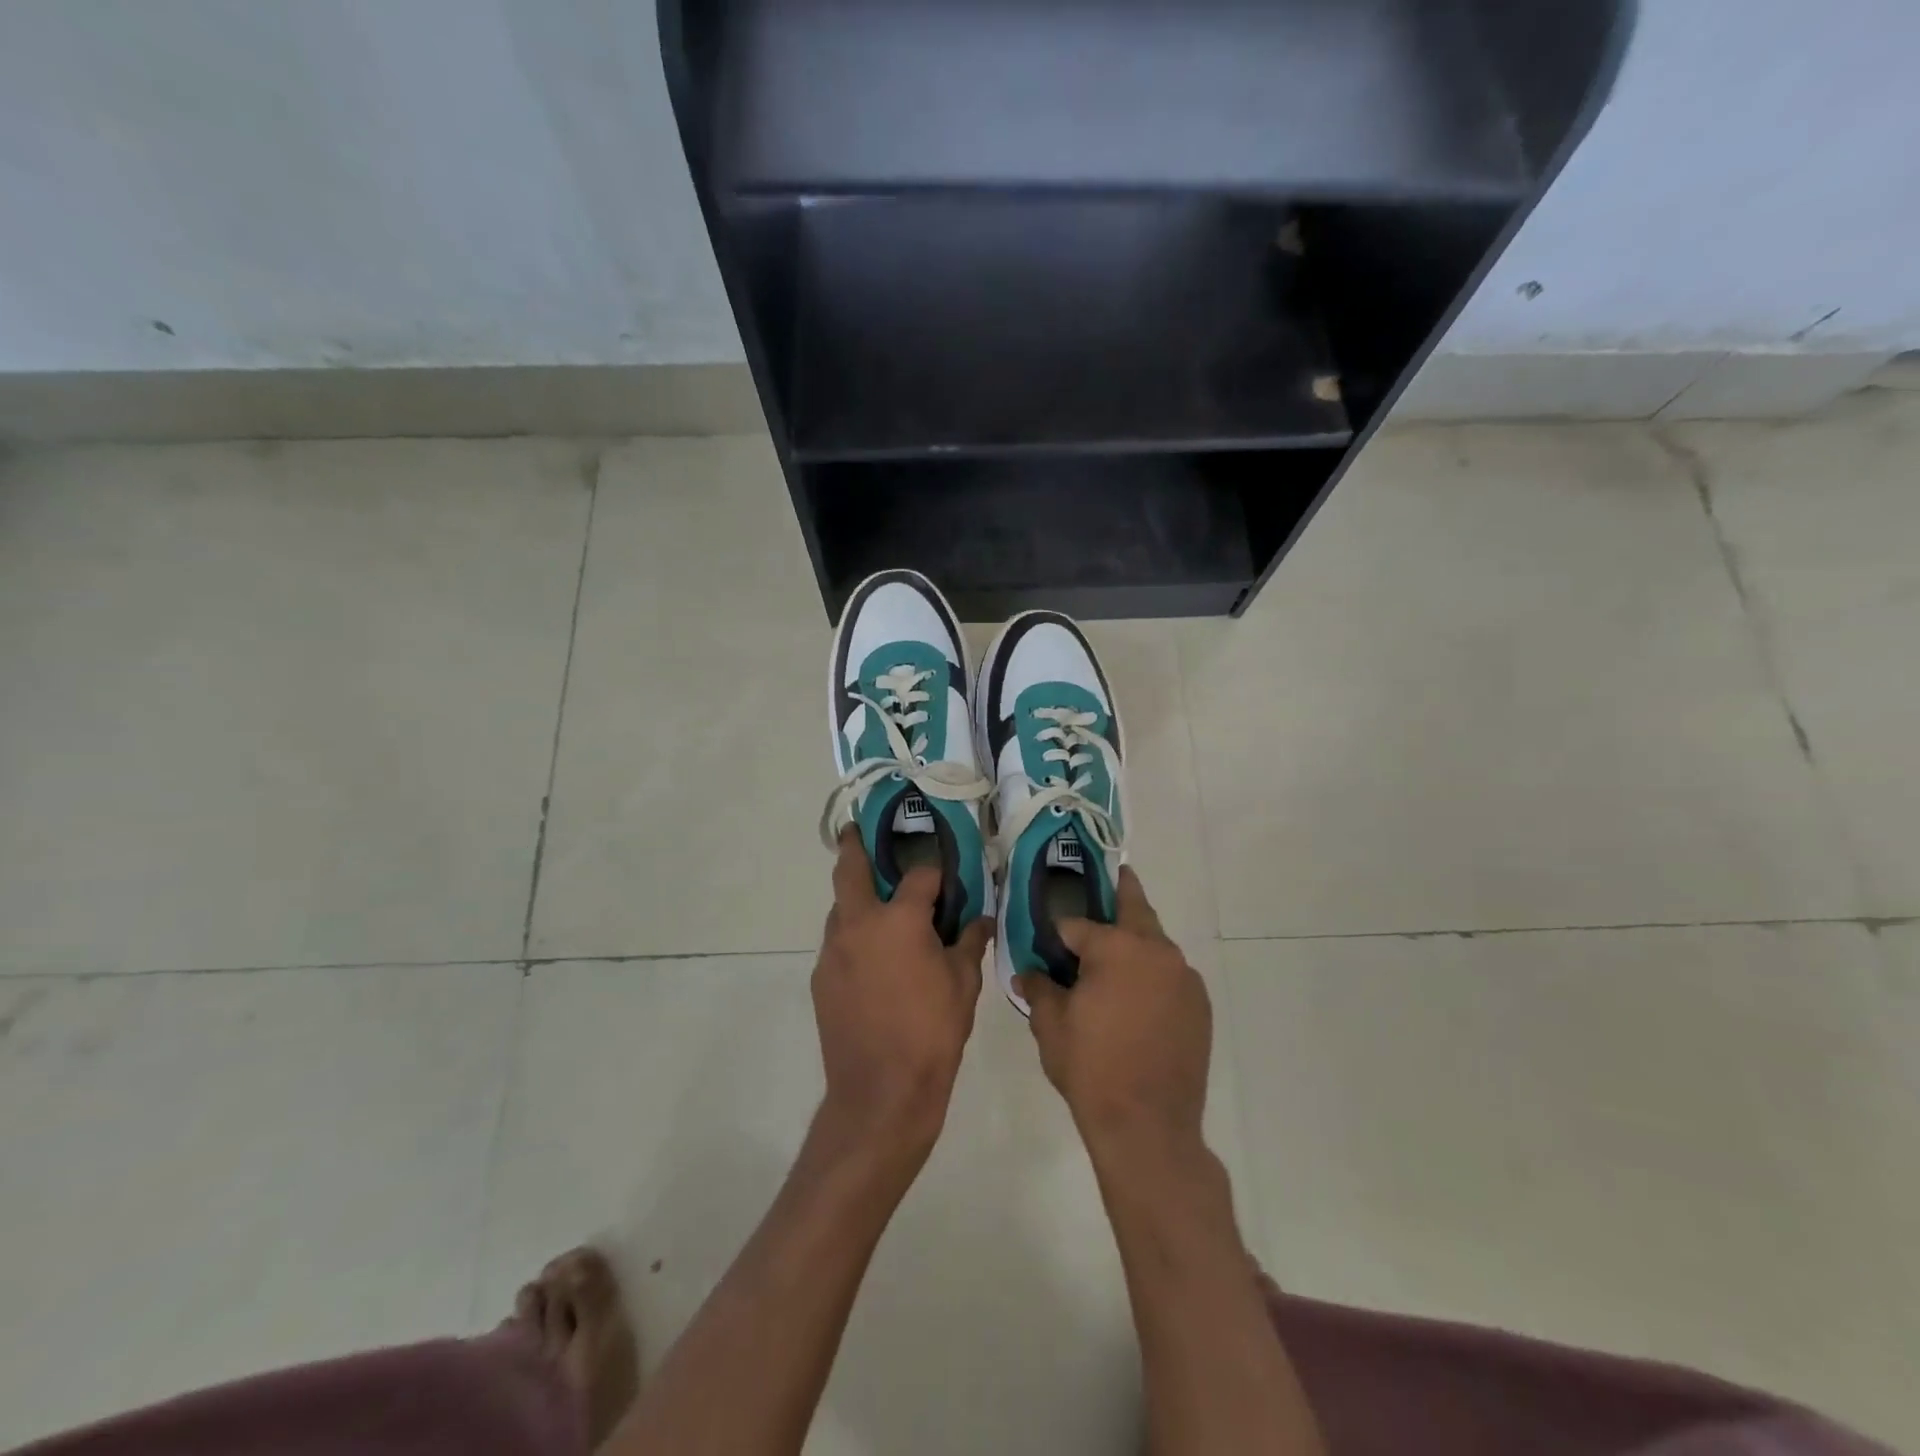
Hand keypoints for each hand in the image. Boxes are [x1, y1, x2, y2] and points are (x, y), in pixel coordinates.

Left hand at [813, 830, 992, 1157]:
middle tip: (859, 831)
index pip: (920, 876)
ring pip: (840, 908)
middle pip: (850, 870)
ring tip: (877, 903)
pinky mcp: (821, 979)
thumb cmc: (931, 1033)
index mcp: (898, 919)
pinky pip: (838, 943)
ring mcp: (833, 952)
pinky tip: (872, 958)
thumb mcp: (963, 985)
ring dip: (855, 897)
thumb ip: (970, 943)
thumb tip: (981, 920)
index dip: (936, 873)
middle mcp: (858, 924)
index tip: (945, 877)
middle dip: (854, 846)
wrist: (880, 1093)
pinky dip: (853, 936)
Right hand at [1018, 869, 1211, 1155]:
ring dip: (1136, 941)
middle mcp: (1156, 950)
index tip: (1048, 935)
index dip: (1059, 931)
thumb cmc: (1091, 1069)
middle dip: (1120, 892)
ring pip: (1155, 943)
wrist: (1149, 1127)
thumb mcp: (1050, 1026)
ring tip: (1116, 957)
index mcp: (1116, 947)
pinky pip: (1171, 975)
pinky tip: (1138, 998)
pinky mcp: (1200, 1004)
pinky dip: (1153, 974)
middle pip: (1134, 909)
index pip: (1078, 923)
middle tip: (1109, 879)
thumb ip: (1038, 988)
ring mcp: (1184, 977)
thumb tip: (1026, 972)